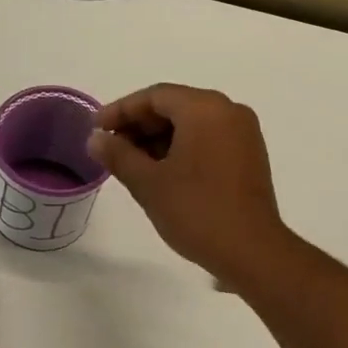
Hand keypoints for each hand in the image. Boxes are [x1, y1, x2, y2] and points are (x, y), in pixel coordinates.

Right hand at [86, 84, 289, 282]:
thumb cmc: (196, 211)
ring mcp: (244, 133)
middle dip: (140, 125)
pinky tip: (161, 171)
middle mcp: (229, 111)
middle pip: (175, 106)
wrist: (251, 251)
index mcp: (205, 109)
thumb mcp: (148, 183)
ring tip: (131, 164)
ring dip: (159, 138)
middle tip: (110, 148)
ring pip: (192, 123)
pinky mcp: (250, 155)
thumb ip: (118, 155)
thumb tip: (96, 139)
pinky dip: (182, 147)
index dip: (121, 110)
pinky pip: (209, 138)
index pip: (155, 96)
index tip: (96, 129)